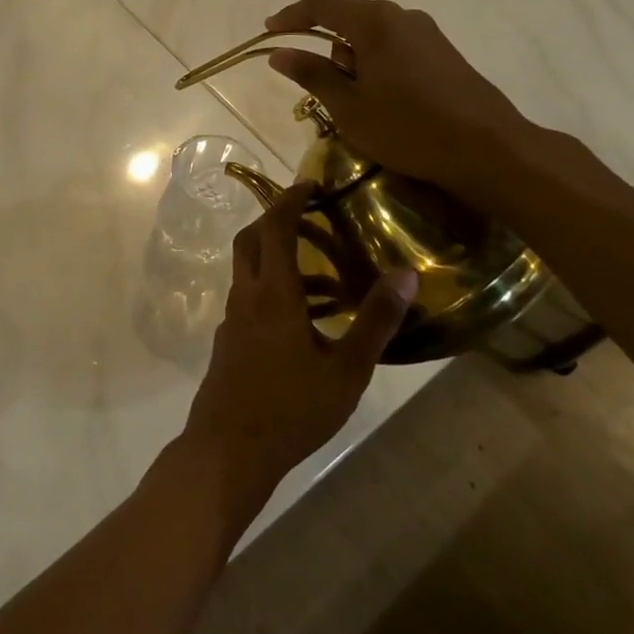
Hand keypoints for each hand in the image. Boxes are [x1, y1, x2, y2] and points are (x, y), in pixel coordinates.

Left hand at [180, 184, 419, 509]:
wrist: (229, 449)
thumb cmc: (292, 409)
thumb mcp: (347, 369)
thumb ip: (376, 320)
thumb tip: (405, 273)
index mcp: (273, 293)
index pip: (274, 227)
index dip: (289, 199)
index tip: (310, 183)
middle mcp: (245, 295)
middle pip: (251, 240)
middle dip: (275, 219)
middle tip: (311, 218)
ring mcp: (232, 318)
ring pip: (248, 270)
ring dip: (276, 258)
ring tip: (323, 276)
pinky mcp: (228, 340)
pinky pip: (249, 296)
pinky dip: (271, 288)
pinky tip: (302, 319)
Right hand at [263, 0, 541, 200]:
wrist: (488, 149)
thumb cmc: (407, 128)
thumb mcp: (348, 106)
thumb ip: (312, 74)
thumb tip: (279, 53)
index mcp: (374, 22)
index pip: (321, 5)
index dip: (291, 16)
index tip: (268, 31)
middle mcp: (401, 16)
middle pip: (348, 20)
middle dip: (325, 48)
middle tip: (316, 88)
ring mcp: (427, 34)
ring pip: (372, 37)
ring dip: (353, 62)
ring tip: (353, 105)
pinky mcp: (443, 54)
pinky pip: (395, 49)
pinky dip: (376, 68)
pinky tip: (382, 103)